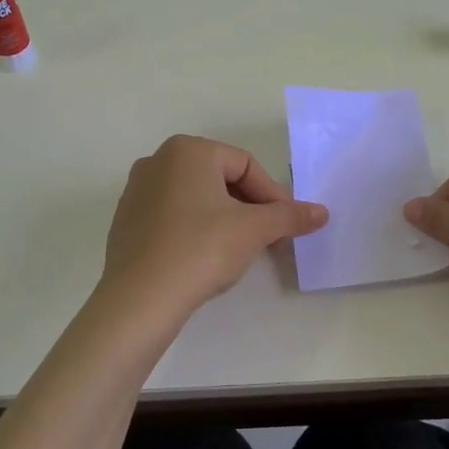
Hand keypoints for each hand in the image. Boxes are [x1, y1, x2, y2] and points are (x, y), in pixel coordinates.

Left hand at [99, 135, 328, 330]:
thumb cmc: (201, 249)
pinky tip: (203, 257)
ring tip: (239, 249)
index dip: (272, 195)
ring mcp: (137, 190)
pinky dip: (194, 228)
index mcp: (188, 150)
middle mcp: (158, 160)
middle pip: (220, 178)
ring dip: (224, 217)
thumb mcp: (253, 230)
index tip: (287, 225)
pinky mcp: (126, 220)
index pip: (246, 165)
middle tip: (268, 237)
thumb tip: (322, 212)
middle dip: (249, 206)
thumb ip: (289, 216)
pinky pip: (172, 215)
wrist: (140, 298)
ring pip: (196, 197)